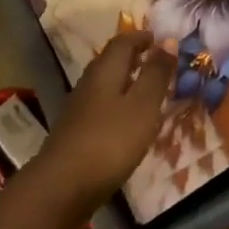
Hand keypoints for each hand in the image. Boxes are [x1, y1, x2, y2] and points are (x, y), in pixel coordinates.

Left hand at [35, 32, 171, 213]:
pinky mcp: (75, 134)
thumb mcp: (143, 106)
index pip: (124, 41)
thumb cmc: (109, 142)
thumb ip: (156, 74)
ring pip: (106, 85)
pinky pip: (101, 107)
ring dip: (126, 82)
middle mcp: (89, 83)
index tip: (161, 40)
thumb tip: (168, 40)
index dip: (143, 37)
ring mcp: (79, 109)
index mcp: (106, 70)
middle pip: (112, 61)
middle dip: (134, 57)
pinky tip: (127, 123)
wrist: (60, 190)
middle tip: (157, 63)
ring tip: (147, 92)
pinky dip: (117, 105)